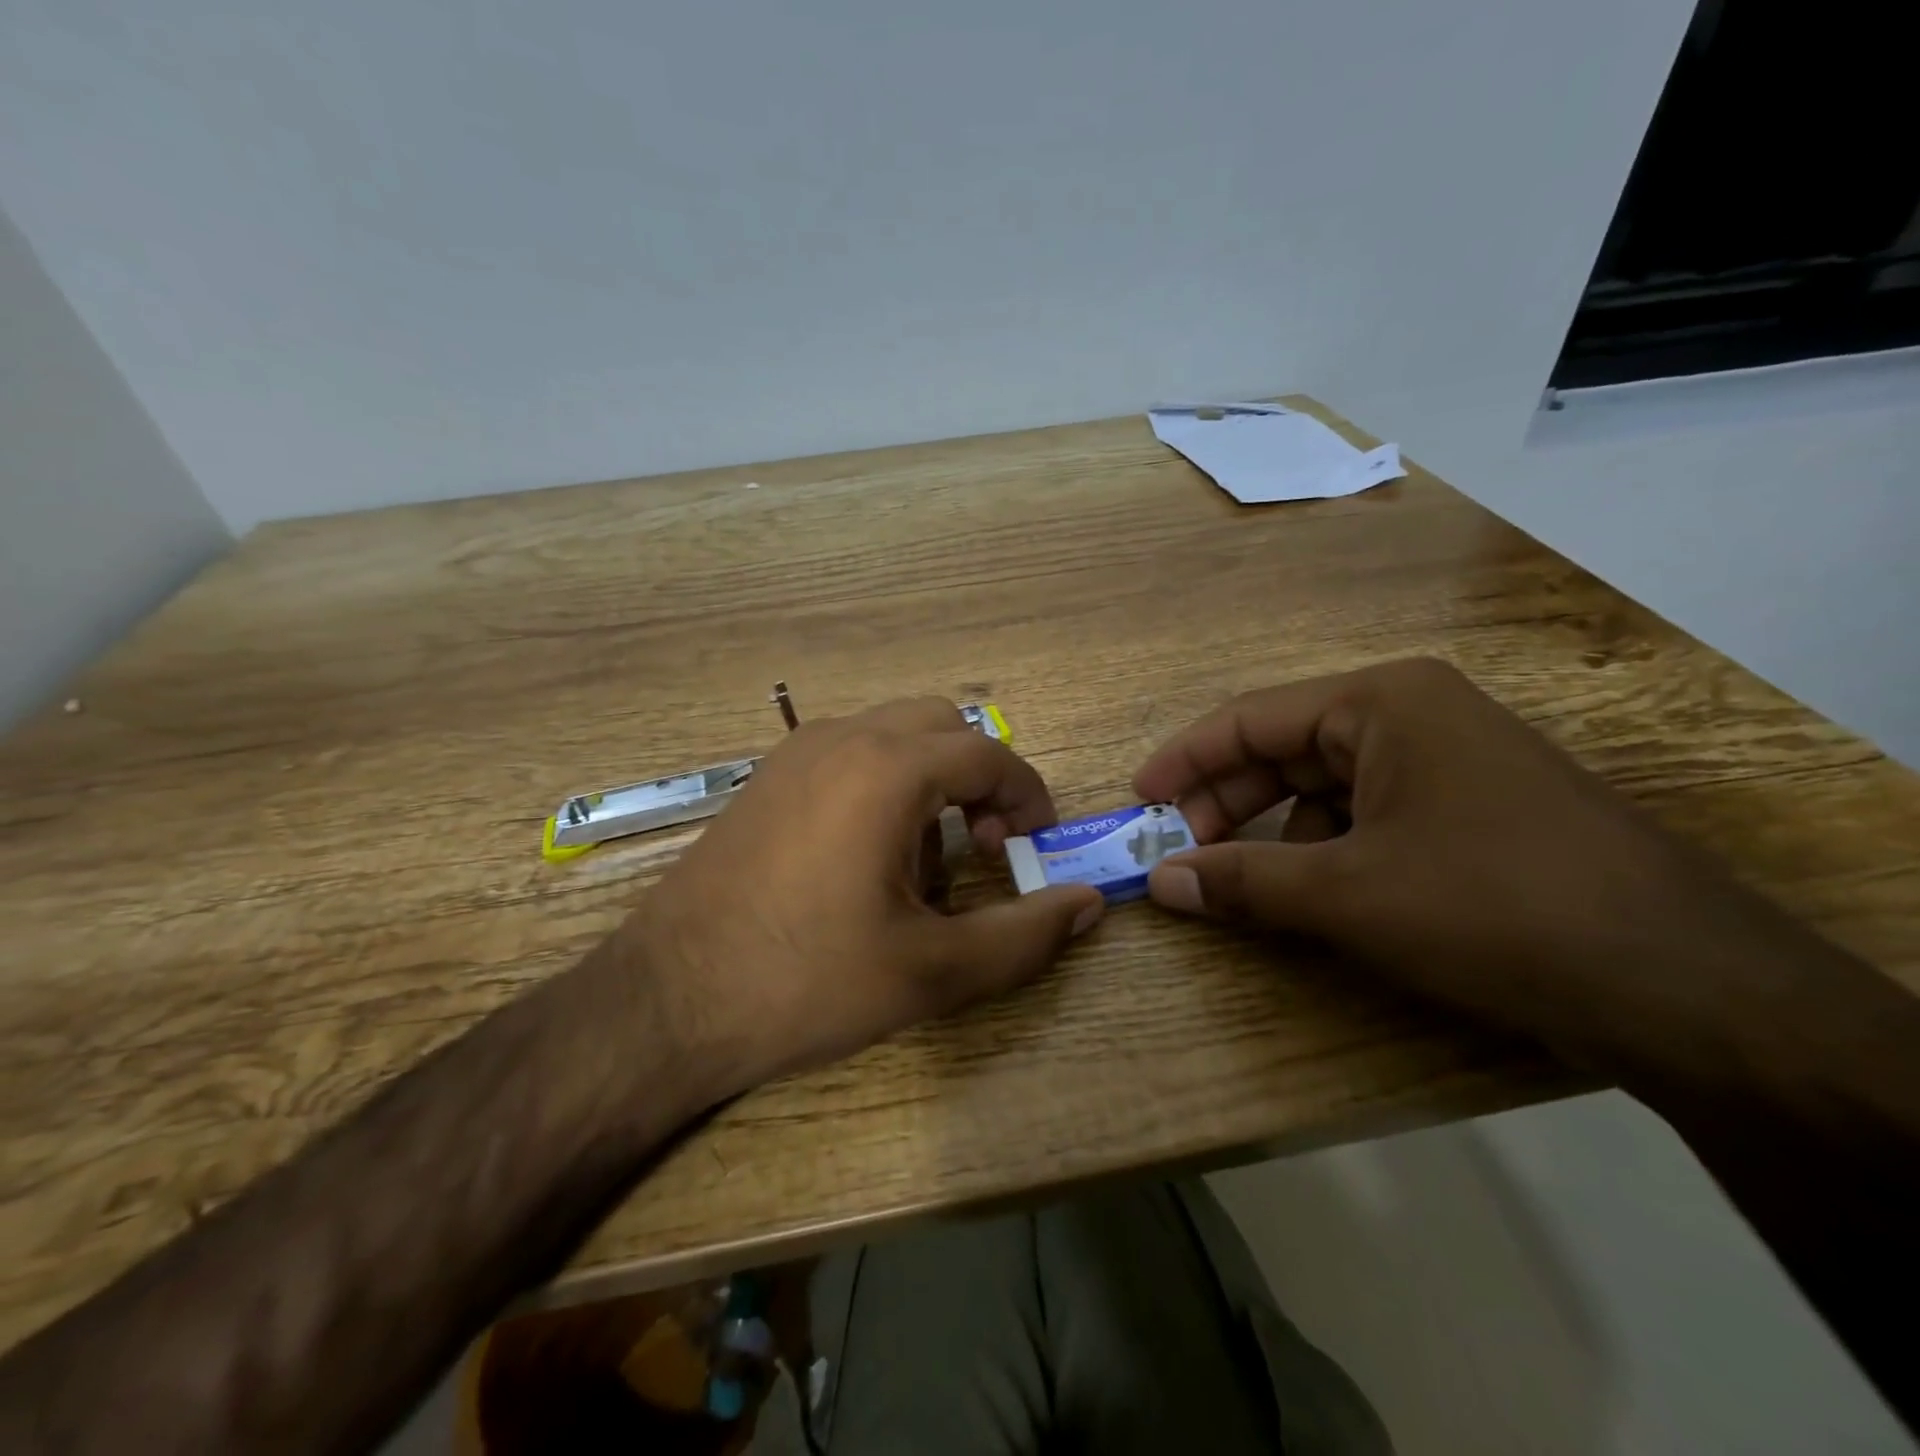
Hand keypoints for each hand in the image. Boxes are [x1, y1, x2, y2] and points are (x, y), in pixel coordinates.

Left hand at [625, 698, 1103, 1094]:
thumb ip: (1024, 935)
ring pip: (892, 736)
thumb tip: (1089, 904)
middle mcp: (841, 740)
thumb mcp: (931, 971)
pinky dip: (883, 785)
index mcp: (886, 770)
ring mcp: (794, 755)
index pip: (988, 755)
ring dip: (930, 781)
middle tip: (984, 849)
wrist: (667, 1003)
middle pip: (941, 727)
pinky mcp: (764, 781)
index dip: (1028, 797)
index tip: (1037, 849)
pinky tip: (866, 860)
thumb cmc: (807, 982)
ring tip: (924, 864)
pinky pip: (849, 755)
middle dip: (979, 779)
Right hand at [1133, 658, 1819, 1065]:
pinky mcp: (1470, 812)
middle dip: (1225, 803)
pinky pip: (1366, 817)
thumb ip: (1241, 882)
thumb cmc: (1491, 907)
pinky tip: (1310, 894)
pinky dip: (1323, 851)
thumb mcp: (1347, 894)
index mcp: (1382, 703)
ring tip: (1235, 881)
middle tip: (1176, 850)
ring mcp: (1447, 764)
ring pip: (1323, 788)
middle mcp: (1413, 717)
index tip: (1138, 801)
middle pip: (1284, 750)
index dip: (1184, 761)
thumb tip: (1157, 882)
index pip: (1250, 719)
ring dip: (1271, 832)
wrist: (1684, 987)